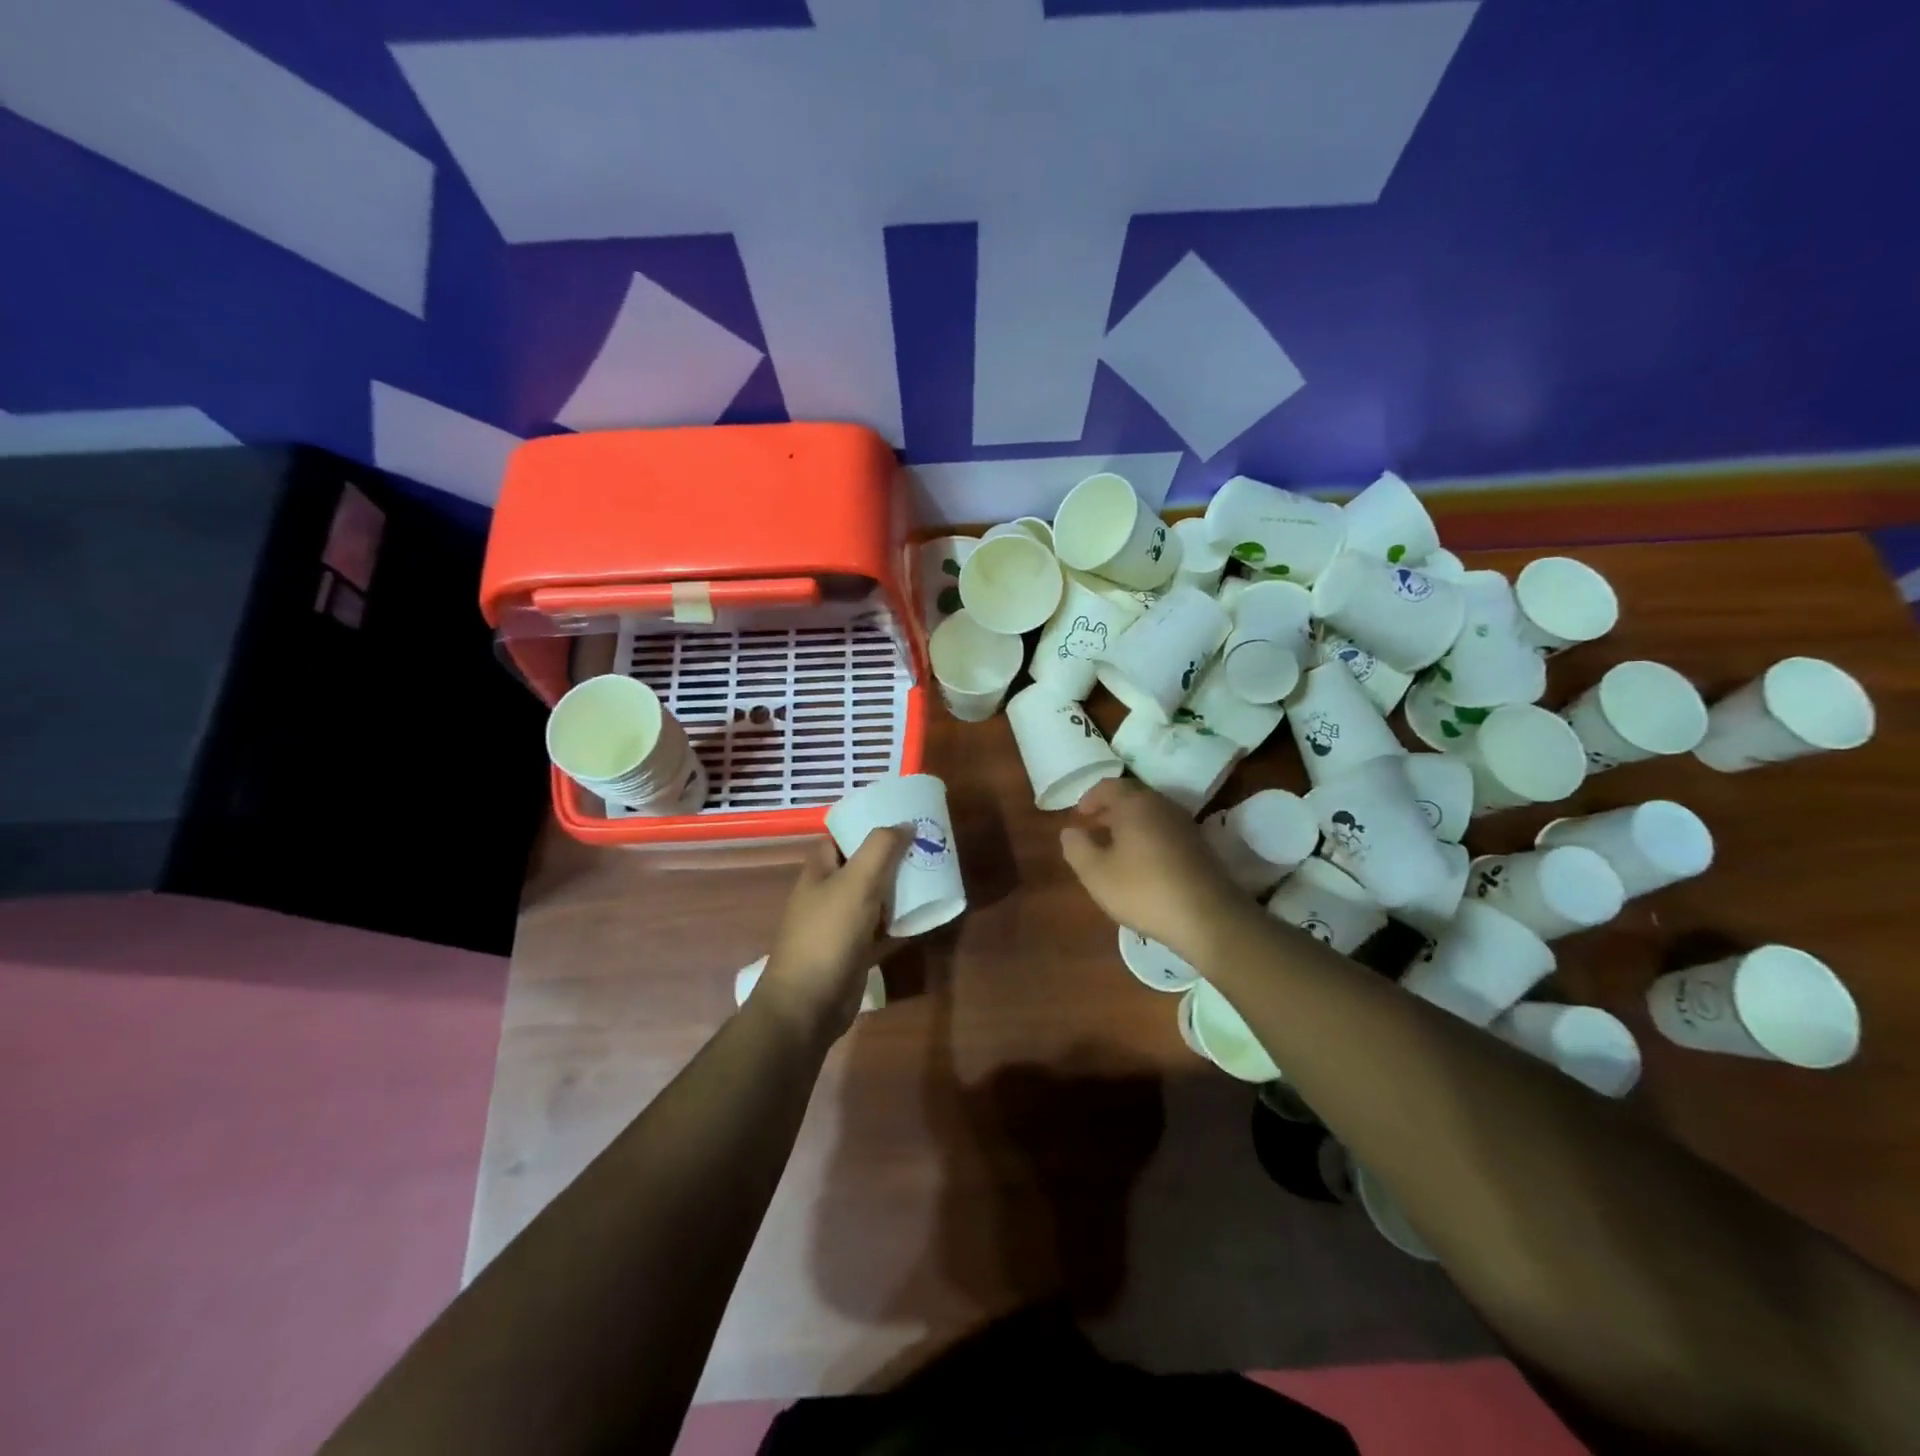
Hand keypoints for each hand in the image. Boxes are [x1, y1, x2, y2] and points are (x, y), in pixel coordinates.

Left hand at [758, 827, 909, 1041]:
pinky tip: (926, 915)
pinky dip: (901, 922)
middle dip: (893, 856)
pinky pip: (882, 929)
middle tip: (928, 846)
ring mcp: (841, 924)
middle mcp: (828, 893)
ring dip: (900, 888)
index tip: (902, 818)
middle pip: (863, 866)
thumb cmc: (828, 935)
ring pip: (875, 897)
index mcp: (820, 870)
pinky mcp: (854, 952)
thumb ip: (880, 848)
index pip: (843, 836)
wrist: (808, 1004)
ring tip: (933, 874)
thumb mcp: (856, 883)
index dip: (868, 824)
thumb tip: (905, 824)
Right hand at [1060, 779, 1254, 964]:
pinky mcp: (1199, 845)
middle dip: (1109, 810)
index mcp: (1135, 804)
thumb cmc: (1143, 890)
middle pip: (1131, 797)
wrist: (1208, 917)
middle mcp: (1162, 805)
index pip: (1108, 786)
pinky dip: (1147, 836)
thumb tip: (1069, 831)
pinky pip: (1165, 830)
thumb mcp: (1096, 873)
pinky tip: (1141, 863)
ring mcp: (1185, 824)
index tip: (1078, 816)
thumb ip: (1076, 848)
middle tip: (1093, 829)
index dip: (1089, 798)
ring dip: (1129, 824)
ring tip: (1114, 847)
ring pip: (1150, 814)